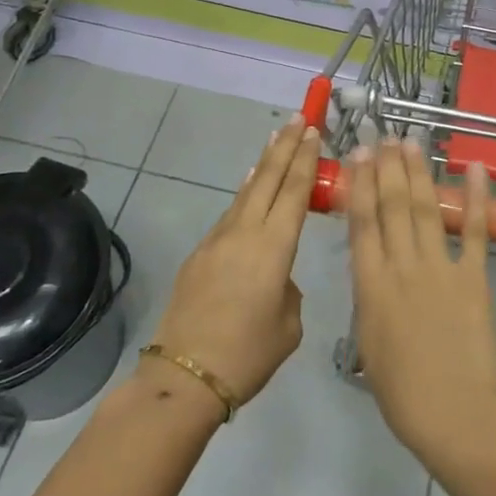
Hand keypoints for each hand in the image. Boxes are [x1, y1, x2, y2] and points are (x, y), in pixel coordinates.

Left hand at [150, 117, 319, 410]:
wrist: (184, 376)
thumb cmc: (247, 354)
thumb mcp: (288, 326)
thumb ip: (288, 291)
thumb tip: (276, 278)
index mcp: (273, 248)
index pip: (293, 192)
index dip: (304, 159)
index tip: (311, 130)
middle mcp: (244, 233)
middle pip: (267, 179)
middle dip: (284, 147)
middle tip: (296, 120)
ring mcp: (217, 241)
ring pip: (245, 193)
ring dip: (262, 166)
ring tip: (274, 142)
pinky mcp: (199, 255)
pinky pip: (229, 214)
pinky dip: (244, 195)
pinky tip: (248, 190)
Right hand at [344, 139, 495, 473]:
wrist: (456, 414)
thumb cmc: (403, 392)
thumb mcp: (369, 343)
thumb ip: (369, 299)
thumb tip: (370, 267)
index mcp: (371, 285)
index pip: (362, 223)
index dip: (359, 184)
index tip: (358, 155)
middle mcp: (402, 266)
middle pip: (392, 206)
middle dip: (386, 167)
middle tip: (383, 136)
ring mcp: (440, 267)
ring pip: (425, 208)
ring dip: (418, 172)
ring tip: (411, 141)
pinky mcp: (474, 276)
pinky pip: (475, 230)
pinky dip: (477, 197)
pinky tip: (474, 167)